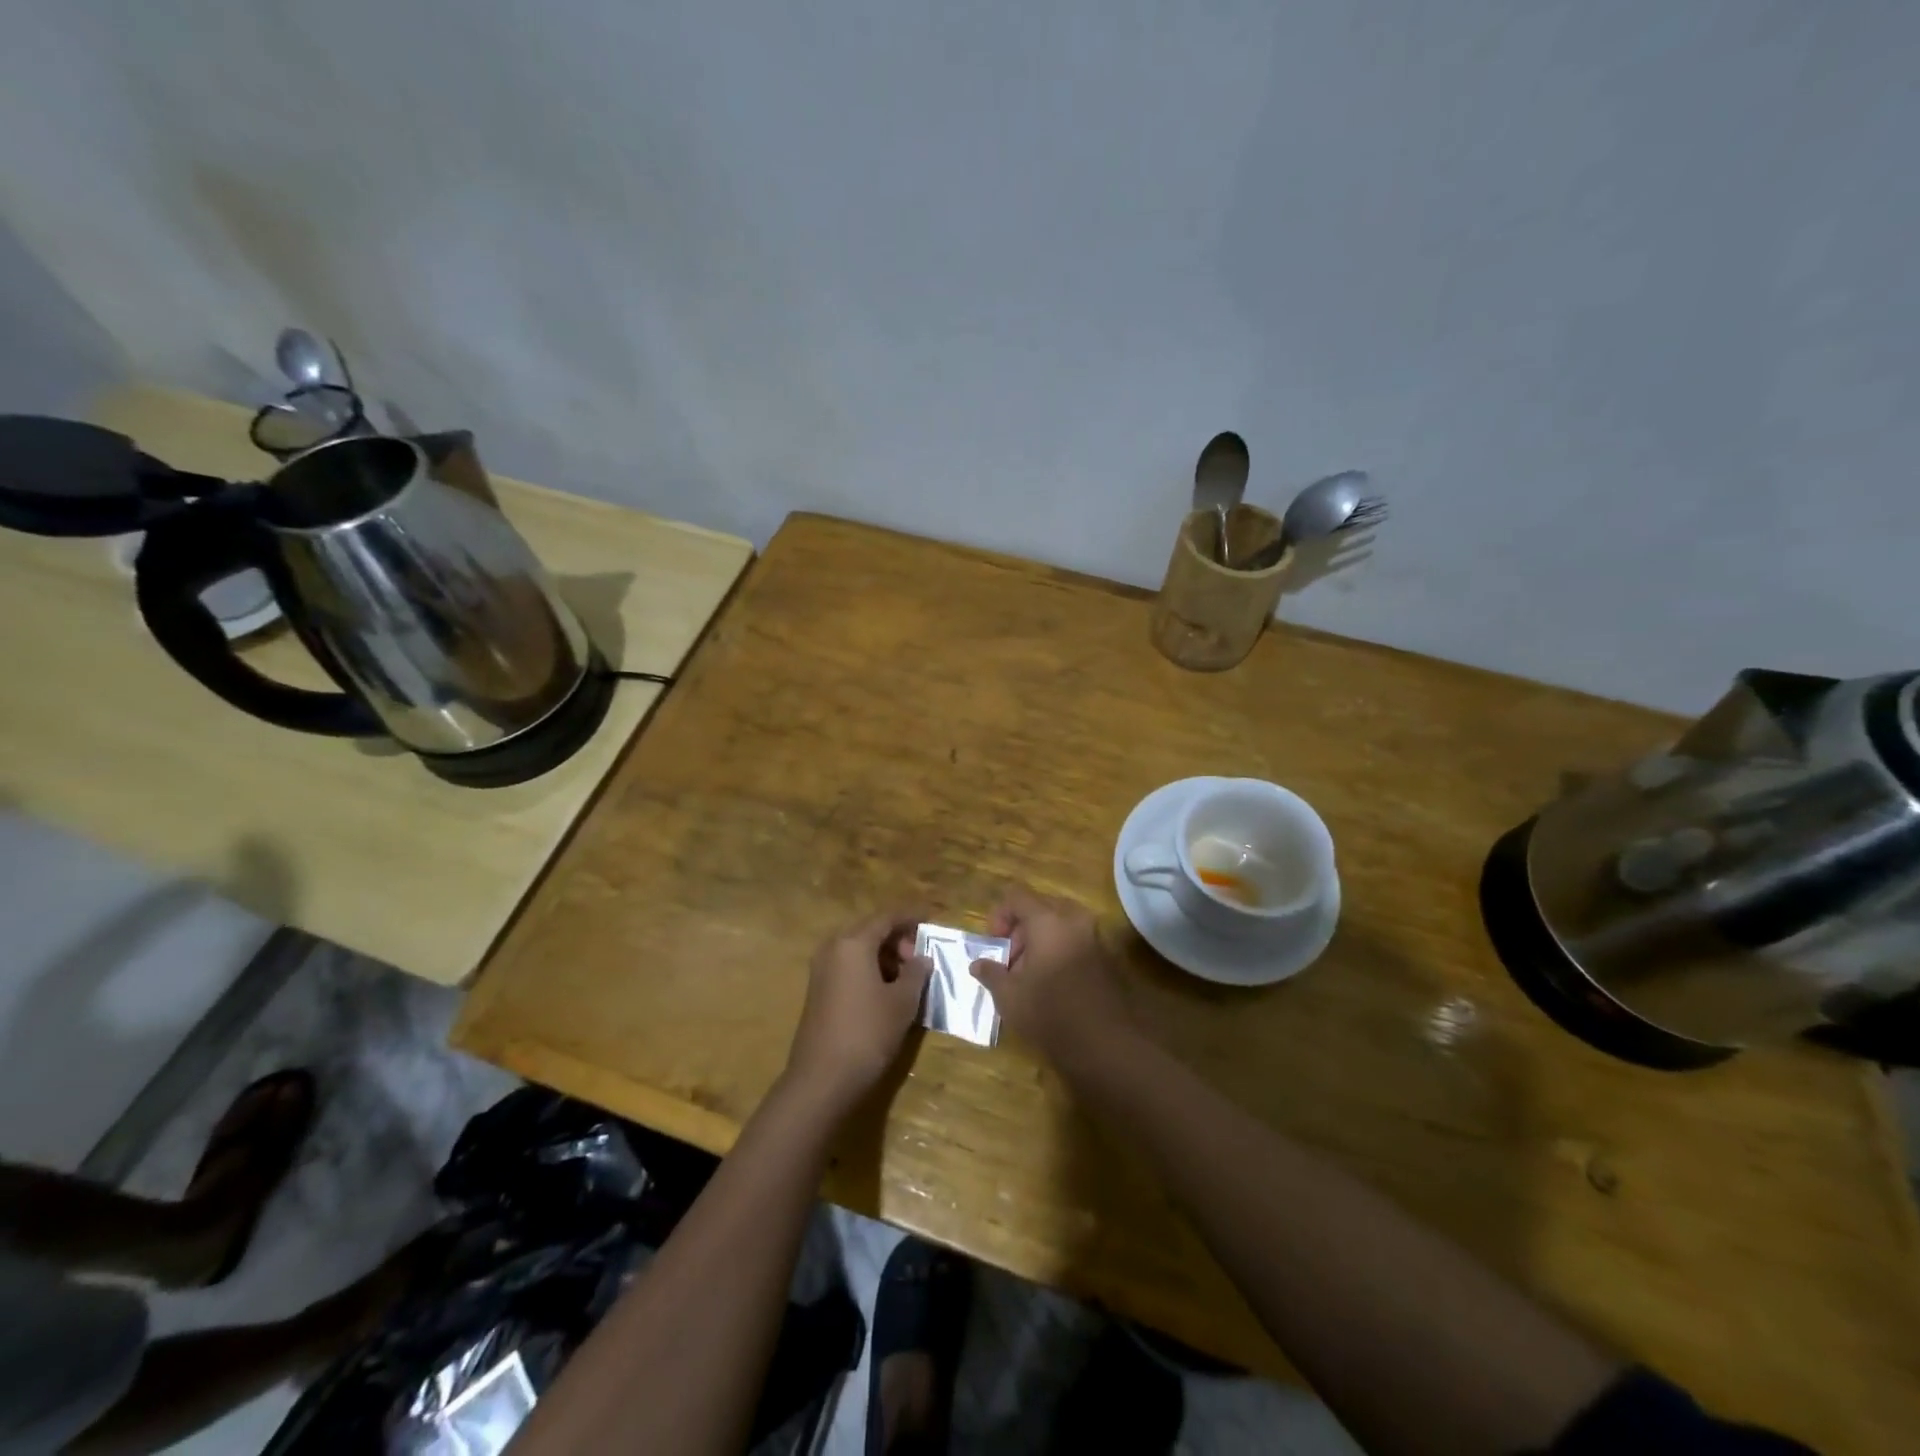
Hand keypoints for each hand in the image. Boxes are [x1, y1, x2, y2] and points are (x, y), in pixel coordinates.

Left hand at [784, 911, 932, 1114]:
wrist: (822, 1079)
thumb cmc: (868, 1033)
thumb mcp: (902, 1002)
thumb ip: (916, 973)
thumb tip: (922, 958)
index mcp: (853, 943)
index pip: (887, 917)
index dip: (911, 917)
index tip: (931, 919)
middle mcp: (833, 948)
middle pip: (870, 930)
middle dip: (897, 938)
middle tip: (920, 956)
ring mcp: (821, 969)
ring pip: (858, 948)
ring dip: (884, 955)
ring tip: (908, 975)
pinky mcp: (818, 990)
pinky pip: (848, 966)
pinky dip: (869, 968)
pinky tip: (886, 989)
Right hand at [969, 885, 1134, 1065]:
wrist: (1105, 1043)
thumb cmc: (1050, 1013)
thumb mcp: (1009, 996)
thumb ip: (991, 973)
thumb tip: (977, 964)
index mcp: (1048, 920)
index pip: (1017, 897)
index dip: (999, 915)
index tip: (994, 944)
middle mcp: (1074, 920)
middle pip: (1040, 908)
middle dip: (1020, 929)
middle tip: (1010, 961)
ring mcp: (1095, 937)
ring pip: (1060, 924)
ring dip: (1040, 941)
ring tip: (1028, 975)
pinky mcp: (1106, 957)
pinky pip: (1075, 940)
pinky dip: (1059, 951)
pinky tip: (1050, 983)